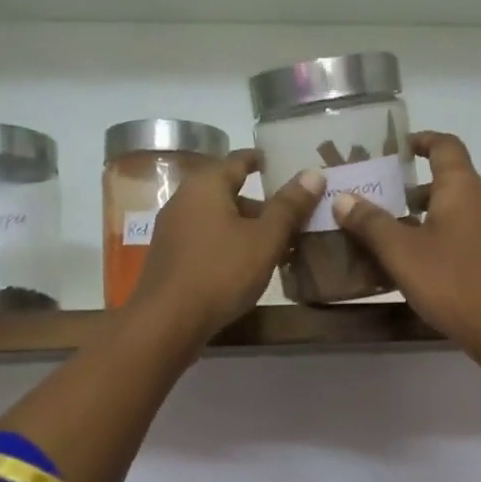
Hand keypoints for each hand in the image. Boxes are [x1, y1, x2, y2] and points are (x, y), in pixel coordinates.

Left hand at [130, 151, 324, 340]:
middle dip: (260, 203)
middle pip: (228, 191)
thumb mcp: (265, 239)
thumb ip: (289, 206)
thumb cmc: (221, 272)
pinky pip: (206, 239)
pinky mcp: (170, 257)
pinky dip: (228, 244)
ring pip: (217, 218)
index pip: (238, 160)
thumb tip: (313, 173)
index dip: (261, 161)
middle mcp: (184, 199)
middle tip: (291, 217)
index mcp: (206, 185)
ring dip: (246, 227)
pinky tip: (246, 266)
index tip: (281, 165)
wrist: (168, 321)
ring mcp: (173, 229)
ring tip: (276, 246)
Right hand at [331, 132, 480, 363]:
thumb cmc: (453, 283)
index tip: (396, 148)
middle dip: (413, 187)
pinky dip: (442, 236)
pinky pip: (467, 234)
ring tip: (392, 235)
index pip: (444, 145)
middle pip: (450, 180)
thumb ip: (371, 223)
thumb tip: (343, 198)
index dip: (421, 140)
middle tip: (380, 200)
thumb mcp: (401, 253)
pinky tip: (421, 265)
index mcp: (463, 188)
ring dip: (426, 216)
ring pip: (457, 210)